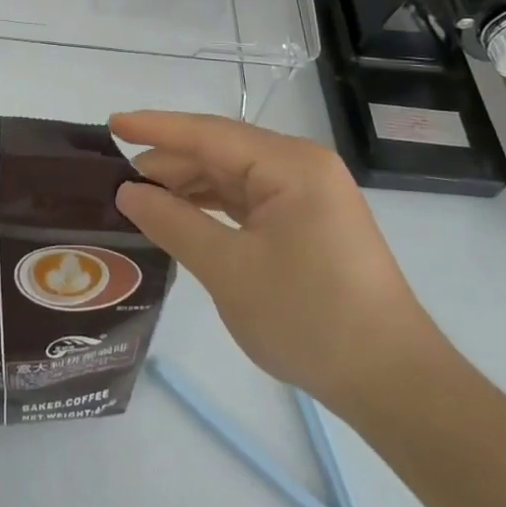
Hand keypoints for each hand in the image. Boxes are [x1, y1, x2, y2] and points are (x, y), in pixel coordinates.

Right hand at [111, 111, 445, 422]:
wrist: (394, 383)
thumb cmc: (310, 318)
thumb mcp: (230, 271)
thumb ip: (174, 223)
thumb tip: (128, 191)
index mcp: (290, 165)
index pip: (208, 133)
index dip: (156, 127)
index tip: (111, 122)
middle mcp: (301, 167)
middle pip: (221, 151)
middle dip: (169, 161)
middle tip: (117, 176)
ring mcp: (308, 195)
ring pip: (233, 176)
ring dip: (188, 185)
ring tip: (140, 195)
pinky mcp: (309, 222)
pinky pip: (249, 199)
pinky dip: (213, 205)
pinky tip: (182, 215)